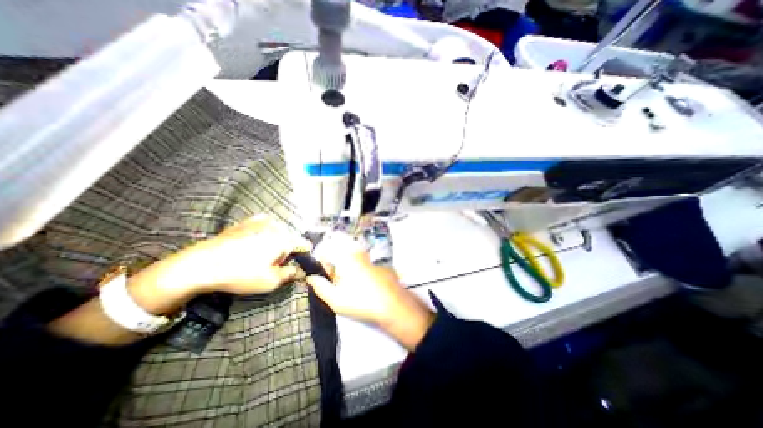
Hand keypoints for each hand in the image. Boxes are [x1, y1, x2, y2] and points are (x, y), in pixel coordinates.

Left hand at [129, 217, 310, 314]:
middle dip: (287, 251)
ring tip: (262, 256)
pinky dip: (265, 233)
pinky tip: (255, 243)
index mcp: (284, 239)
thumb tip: (303, 272)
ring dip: (276, 243)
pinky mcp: (247, 221)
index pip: (304, 245)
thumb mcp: (270, 281)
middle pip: (291, 239)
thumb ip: (291, 274)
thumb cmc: (240, 274)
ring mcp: (261, 221)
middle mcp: (276, 226)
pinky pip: (264, 226)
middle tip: (275, 265)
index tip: (299, 265)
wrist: (200, 265)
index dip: (305, 256)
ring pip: (278, 232)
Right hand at [306, 234, 435, 350]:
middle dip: (337, 270)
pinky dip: (363, 274)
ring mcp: (372, 258)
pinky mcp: (381, 264)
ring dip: (350, 272)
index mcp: (347, 257)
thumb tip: (311, 277)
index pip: (328, 253)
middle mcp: (360, 253)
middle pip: (341, 257)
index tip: (326, 279)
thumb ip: (320, 286)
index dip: (323, 266)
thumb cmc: (361, 302)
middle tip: (341, 287)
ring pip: (354, 262)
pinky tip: (368, 288)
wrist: (393, 305)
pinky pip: (366, 266)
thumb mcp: (335, 299)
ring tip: (355, 289)